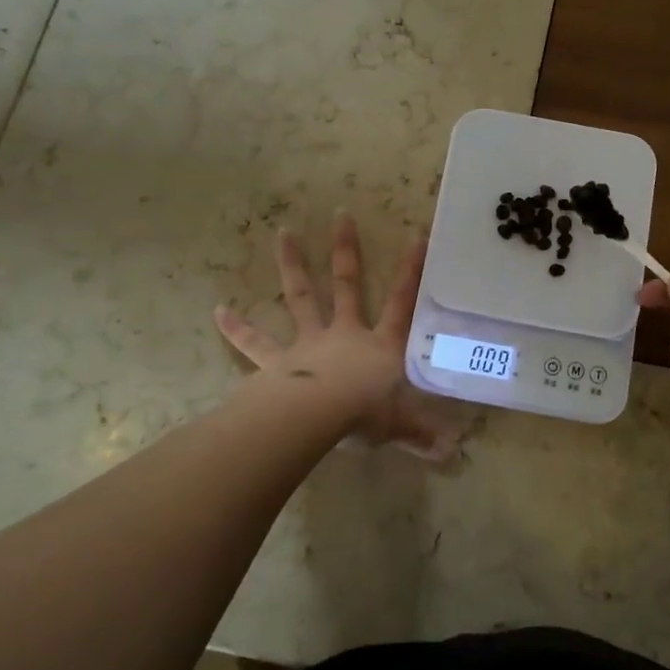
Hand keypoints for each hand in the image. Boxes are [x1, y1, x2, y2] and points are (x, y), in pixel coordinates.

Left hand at [215, 212, 467, 461]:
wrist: (315, 418)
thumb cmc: (363, 415)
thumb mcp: (399, 426)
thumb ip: (421, 435)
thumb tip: (451, 454)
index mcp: (379, 346)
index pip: (401, 304)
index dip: (411, 272)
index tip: (417, 237)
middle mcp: (344, 335)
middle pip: (347, 285)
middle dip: (345, 250)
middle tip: (340, 215)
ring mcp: (308, 344)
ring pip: (301, 298)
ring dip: (292, 265)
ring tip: (283, 233)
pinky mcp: (276, 362)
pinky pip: (254, 344)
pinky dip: (237, 328)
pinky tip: (218, 311)